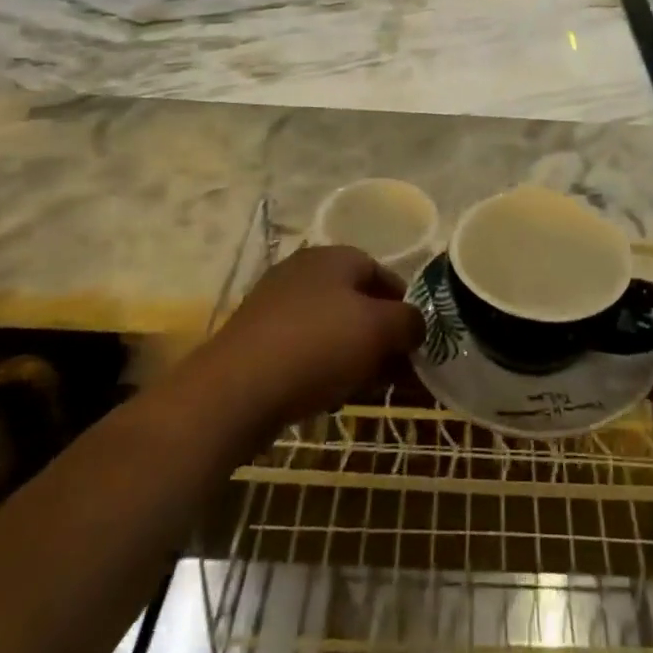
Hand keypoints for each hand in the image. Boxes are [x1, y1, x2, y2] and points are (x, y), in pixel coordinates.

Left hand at [199, 246, 423, 431]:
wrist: (235, 391)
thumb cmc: (317, 346)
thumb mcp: (379, 329)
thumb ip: (409, 321)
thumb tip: (415, 324)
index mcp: (334, 256)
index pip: (382, 273)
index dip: (404, 306)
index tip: (417, 342)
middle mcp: (303, 271)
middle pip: (356, 301)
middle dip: (381, 336)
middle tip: (398, 372)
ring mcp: (276, 305)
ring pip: (331, 328)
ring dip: (355, 355)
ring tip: (369, 389)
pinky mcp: (257, 340)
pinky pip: (304, 349)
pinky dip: (324, 367)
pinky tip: (331, 396)